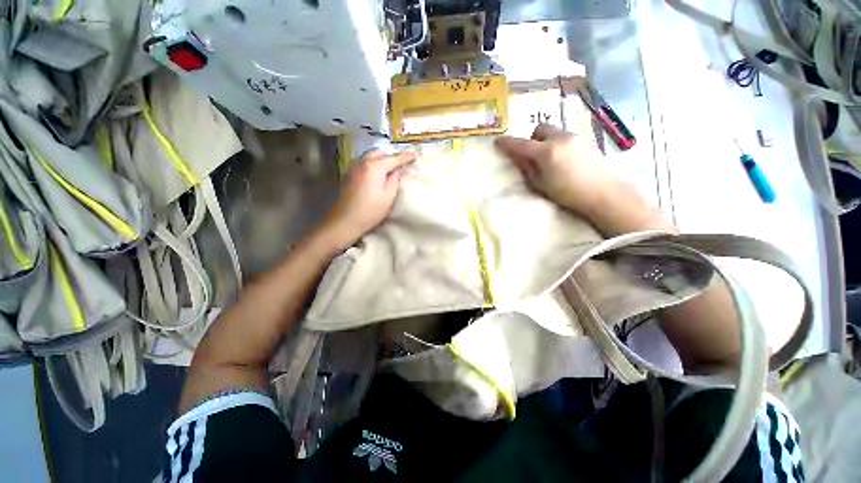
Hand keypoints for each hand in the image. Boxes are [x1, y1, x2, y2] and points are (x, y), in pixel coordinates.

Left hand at [317, 149, 415, 249]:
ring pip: (370, 156)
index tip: (416, 154)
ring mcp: (353, 167)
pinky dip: (373, 164)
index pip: (394, 158)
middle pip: (380, 153)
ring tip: (390, 169)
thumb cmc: (370, 211)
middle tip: (401, 165)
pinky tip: (377, 174)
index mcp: (374, 167)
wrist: (345, 221)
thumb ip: (395, 180)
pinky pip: (364, 163)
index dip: (406, 156)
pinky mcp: (349, 174)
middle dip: (391, 156)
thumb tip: (398, 170)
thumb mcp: (388, 197)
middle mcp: (362, 162)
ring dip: (381, 159)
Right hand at [495, 123, 616, 217]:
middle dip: (532, 139)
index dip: (507, 143)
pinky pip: (565, 137)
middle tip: (532, 154)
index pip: (521, 144)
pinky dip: (557, 144)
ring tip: (549, 159)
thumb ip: (526, 168)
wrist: (602, 193)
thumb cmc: (566, 193)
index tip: (498, 142)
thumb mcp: (540, 184)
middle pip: (540, 129)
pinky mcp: (585, 140)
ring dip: (545, 141)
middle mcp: (560, 138)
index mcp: (546, 152)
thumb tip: (516, 157)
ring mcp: (574, 137)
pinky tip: (563, 160)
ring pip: (554, 132)